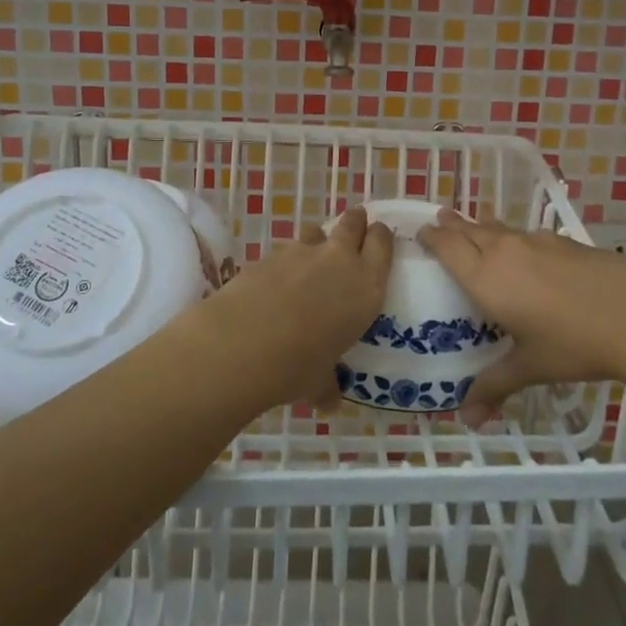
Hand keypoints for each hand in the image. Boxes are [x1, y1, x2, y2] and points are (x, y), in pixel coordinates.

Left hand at [206, 208, 392, 403]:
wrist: (242, 343)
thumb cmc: (297, 366)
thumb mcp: (319, 380)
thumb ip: (327, 385)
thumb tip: (328, 403)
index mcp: (365, 287)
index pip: (382, 244)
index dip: (381, 236)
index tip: (378, 236)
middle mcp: (338, 261)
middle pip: (353, 223)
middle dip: (354, 222)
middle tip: (353, 229)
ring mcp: (300, 253)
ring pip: (315, 231)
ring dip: (316, 241)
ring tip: (309, 261)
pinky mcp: (268, 254)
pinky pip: (283, 251)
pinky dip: (283, 263)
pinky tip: (273, 284)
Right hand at [417, 209, 625, 424]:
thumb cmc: (573, 344)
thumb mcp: (530, 367)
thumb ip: (495, 386)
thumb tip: (468, 420)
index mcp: (486, 278)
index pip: (448, 247)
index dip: (432, 237)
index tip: (421, 232)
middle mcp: (505, 251)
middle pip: (470, 229)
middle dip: (453, 225)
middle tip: (440, 219)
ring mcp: (538, 242)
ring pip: (500, 228)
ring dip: (483, 227)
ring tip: (477, 228)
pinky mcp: (566, 242)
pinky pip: (528, 235)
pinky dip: (516, 237)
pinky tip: (528, 250)